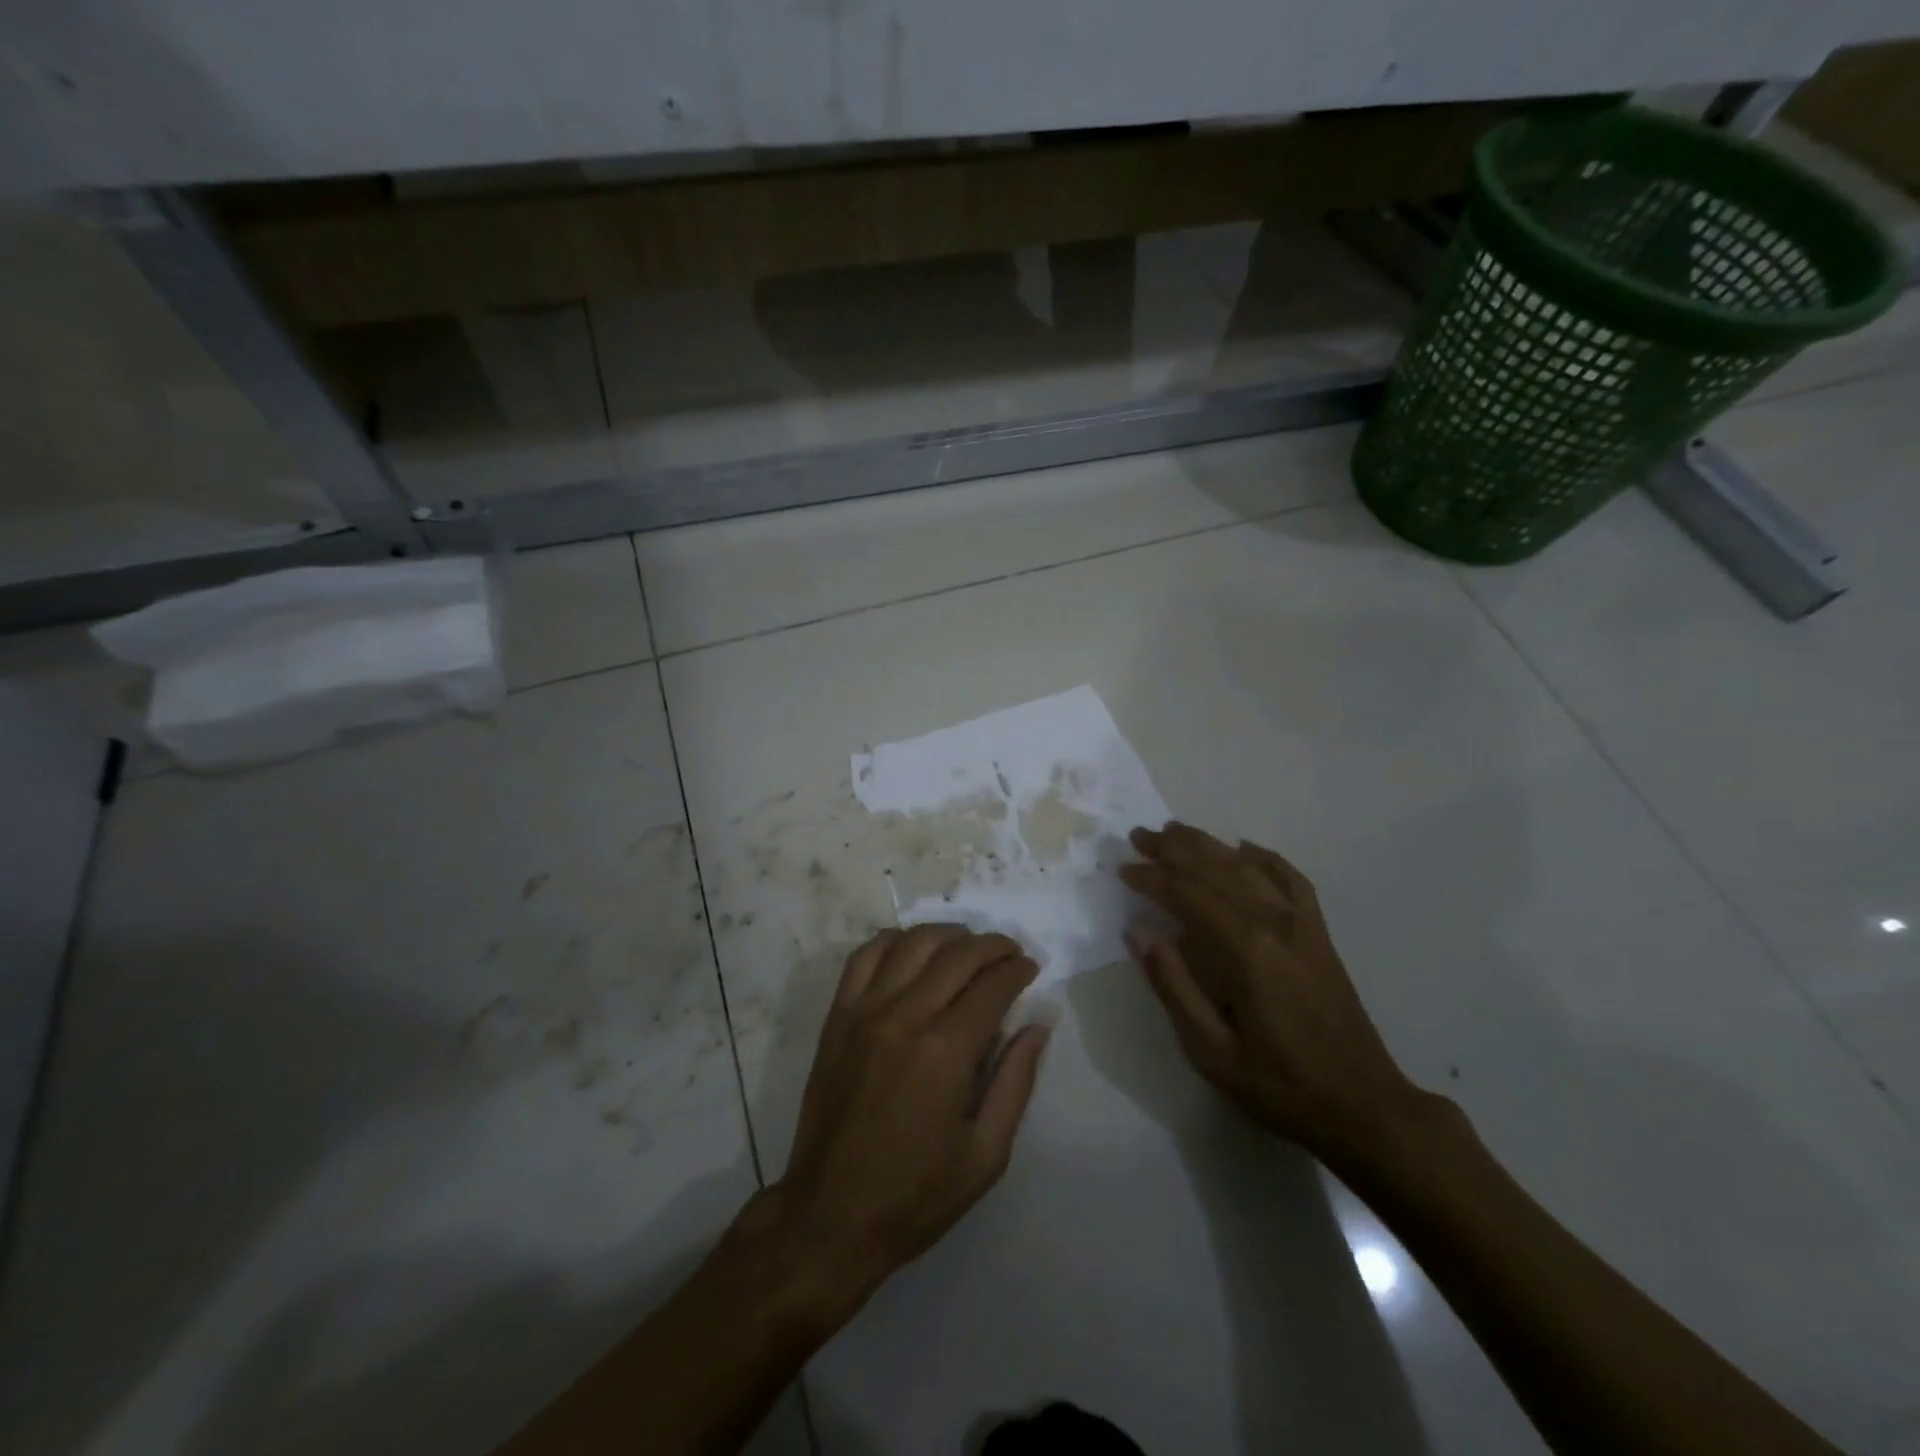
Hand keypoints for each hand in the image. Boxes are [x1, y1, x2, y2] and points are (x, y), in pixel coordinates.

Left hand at [768, 925, 1051, 1300]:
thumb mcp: (985, 1155)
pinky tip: (912, 950)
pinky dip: (893, 941)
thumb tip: (1037, 1025)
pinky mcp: (838, 1016)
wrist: (830, 1215)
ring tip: (968, 947)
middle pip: (957, 954)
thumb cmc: (915, 1195)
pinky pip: (865, 956)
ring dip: (948, 935)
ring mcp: (865, 1011)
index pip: (992, 986)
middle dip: (992, 946)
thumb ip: (1015, 1082)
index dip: (1018, 971)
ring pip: (912, 943)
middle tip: (1010, 955)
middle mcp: (905, 1017)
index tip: (1031, 970)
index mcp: (946, 1053)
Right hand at [1119, 823, 1428, 1172]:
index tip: (1122, 868)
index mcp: (1245, 949)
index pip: (1187, 895)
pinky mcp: (1319, 934)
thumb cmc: (1279, 1084)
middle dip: (1173, 849)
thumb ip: (1173, 985)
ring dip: (1209, 845)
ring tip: (1176, 831)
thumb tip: (1139, 931)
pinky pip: (1292, 880)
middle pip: (1216, 868)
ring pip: (1249, 866)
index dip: (1152, 878)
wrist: (1364, 1106)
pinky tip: (1244, 848)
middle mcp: (1274, 923)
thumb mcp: (1210, 1049)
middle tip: (1138, 835)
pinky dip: (1266, 858)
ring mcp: (1302, 924)